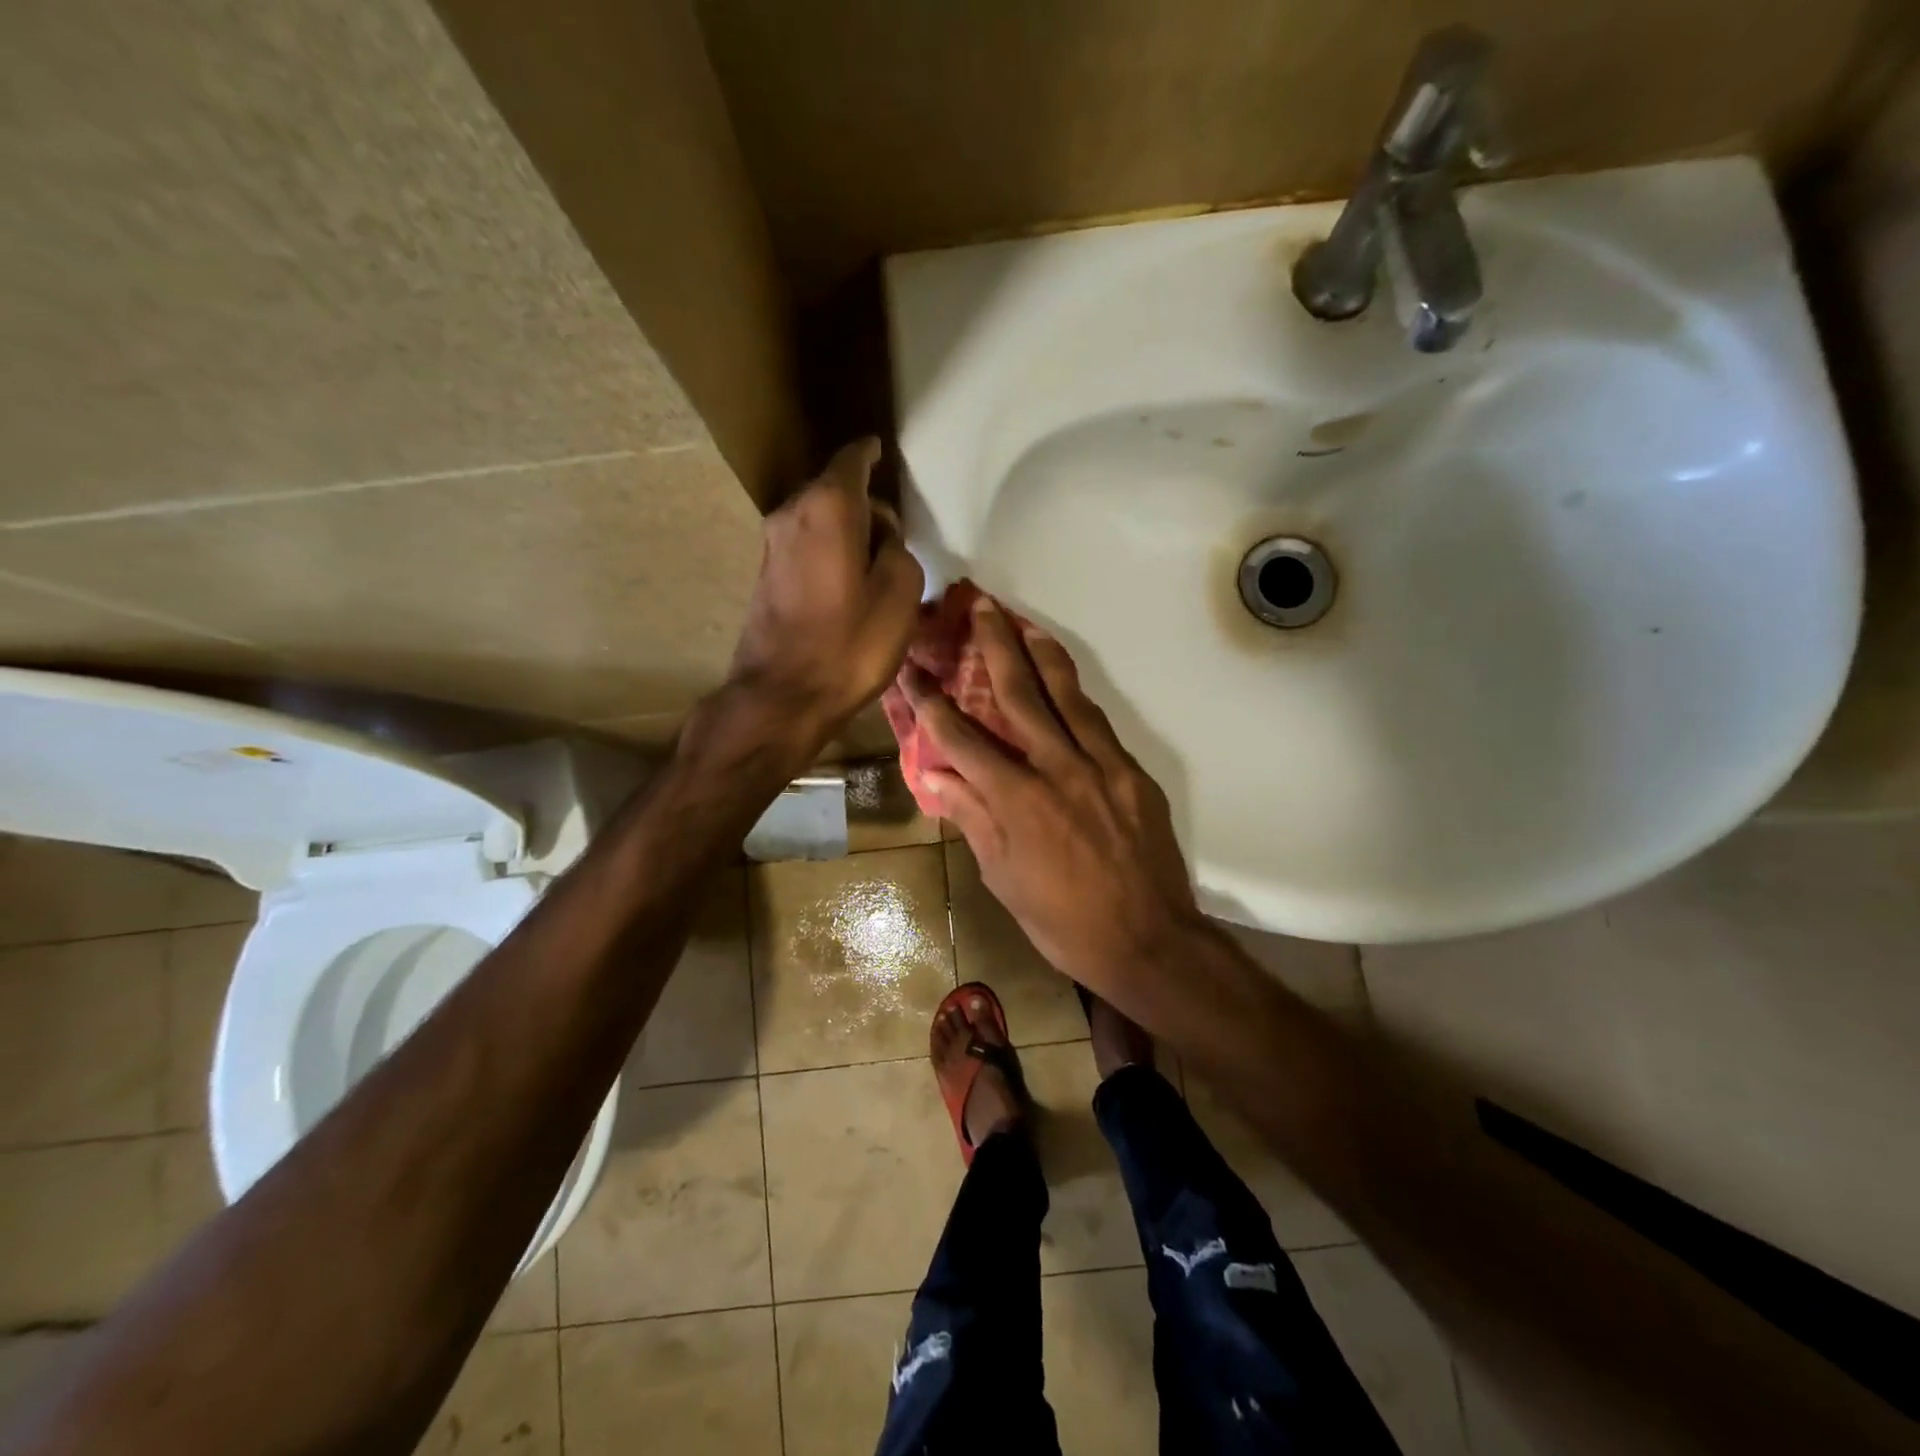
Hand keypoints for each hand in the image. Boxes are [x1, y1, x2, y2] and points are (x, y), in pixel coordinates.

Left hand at [727, 438, 924, 755]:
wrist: (783, 696)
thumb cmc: (849, 645)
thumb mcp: (900, 595)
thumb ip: (898, 550)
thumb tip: (883, 538)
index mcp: (828, 508)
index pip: (852, 460)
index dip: (870, 453)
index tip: (882, 451)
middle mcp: (792, 513)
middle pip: (834, 489)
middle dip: (864, 501)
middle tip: (894, 530)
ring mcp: (772, 544)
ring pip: (818, 518)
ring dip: (846, 529)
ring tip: (875, 560)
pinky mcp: (766, 574)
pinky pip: (806, 544)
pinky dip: (829, 549)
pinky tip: (848, 580)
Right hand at [901, 595, 1204, 996]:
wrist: (1149, 940)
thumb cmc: (1063, 921)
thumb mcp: (1003, 879)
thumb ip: (973, 819)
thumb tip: (937, 776)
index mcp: (1016, 801)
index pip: (962, 739)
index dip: (932, 702)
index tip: (912, 671)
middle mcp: (1057, 769)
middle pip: (1019, 694)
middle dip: (993, 646)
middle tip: (978, 606)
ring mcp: (1100, 766)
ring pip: (1066, 695)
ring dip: (1040, 653)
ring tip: (1022, 620)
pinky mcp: (1131, 772)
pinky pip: (1098, 722)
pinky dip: (1076, 693)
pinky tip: (1063, 680)